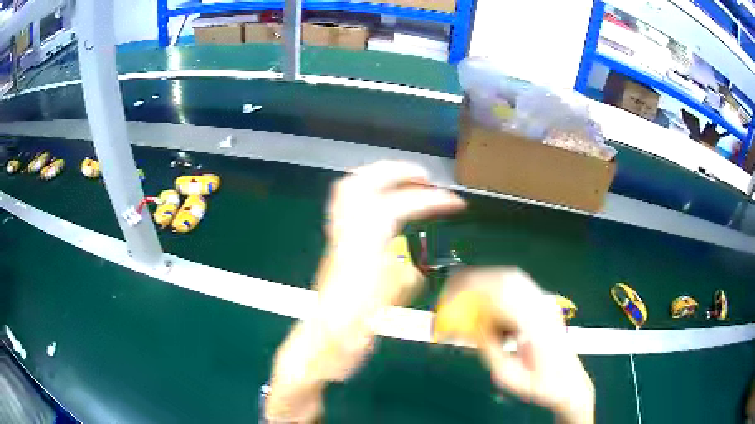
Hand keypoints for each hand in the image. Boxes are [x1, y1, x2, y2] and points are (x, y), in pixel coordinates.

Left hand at [266, 161, 465, 421]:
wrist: (317, 346)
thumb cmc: (346, 336)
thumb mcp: (377, 316)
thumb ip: (398, 282)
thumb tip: (413, 262)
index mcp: (358, 254)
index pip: (393, 209)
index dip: (427, 201)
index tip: (455, 203)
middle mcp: (344, 238)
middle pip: (361, 184)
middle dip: (397, 172)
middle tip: (426, 178)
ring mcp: (337, 239)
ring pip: (349, 189)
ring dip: (381, 176)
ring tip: (409, 180)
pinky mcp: (337, 245)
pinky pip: (346, 204)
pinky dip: (369, 191)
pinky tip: (386, 201)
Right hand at [438, 268, 594, 423]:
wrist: (570, 384)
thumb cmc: (540, 386)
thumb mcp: (507, 376)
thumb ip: (489, 348)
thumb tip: (470, 325)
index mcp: (535, 324)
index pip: (501, 293)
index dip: (472, 290)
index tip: (449, 298)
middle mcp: (543, 306)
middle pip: (507, 278)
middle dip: (474, 282)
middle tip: (451, 294)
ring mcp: (546, 304)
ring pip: (513, 278)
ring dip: (485, 282)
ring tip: (464, 296)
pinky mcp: (545, 306)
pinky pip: (518, 287)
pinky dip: (496, 289)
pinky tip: (486, 304)